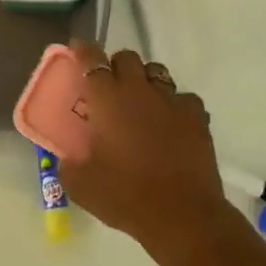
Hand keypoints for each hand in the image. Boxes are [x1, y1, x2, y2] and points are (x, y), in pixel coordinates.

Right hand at [57, 43, 239, 264]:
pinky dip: (175, 105)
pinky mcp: (197, 117)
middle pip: (128, 57)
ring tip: (142, 103)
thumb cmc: (125, 196)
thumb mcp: (81, 185)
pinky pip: (184, 99)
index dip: (83, 51)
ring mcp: (172, 101)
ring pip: (158, 72)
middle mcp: (139, 90)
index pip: (92, 59)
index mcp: (108, 98)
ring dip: (146, 81)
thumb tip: (67, 159)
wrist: (182, 215)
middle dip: (117, 65)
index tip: (78, 50)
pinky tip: (171, 123)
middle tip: (110, 86)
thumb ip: (68, 165)